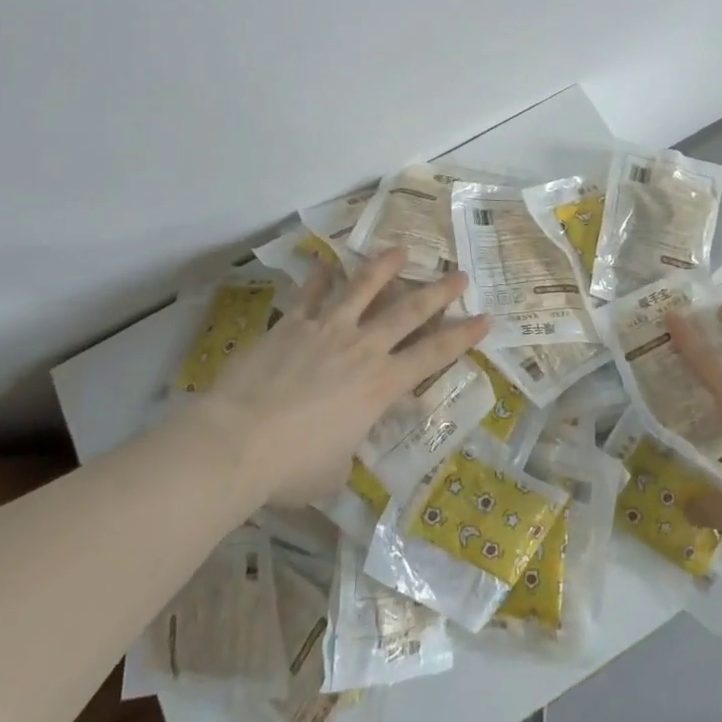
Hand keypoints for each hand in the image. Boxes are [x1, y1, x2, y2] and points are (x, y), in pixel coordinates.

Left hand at [189, 248, 489, 507]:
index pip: (433, 356)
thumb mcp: (334, 471)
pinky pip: (310, 295)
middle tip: (459, 275)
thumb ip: (349, 450)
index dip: (463, 337)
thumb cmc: (292, 467)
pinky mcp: (291, 325)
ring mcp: (326, 330)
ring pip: (363, 289)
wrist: (236, 442)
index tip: (485, 318)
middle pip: (408, 312)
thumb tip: (346, 446)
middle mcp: (362, 349)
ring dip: (384, 267)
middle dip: (438, 293)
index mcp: (380, 386)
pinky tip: (325, 265)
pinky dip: (319, 279)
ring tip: (400, 250)